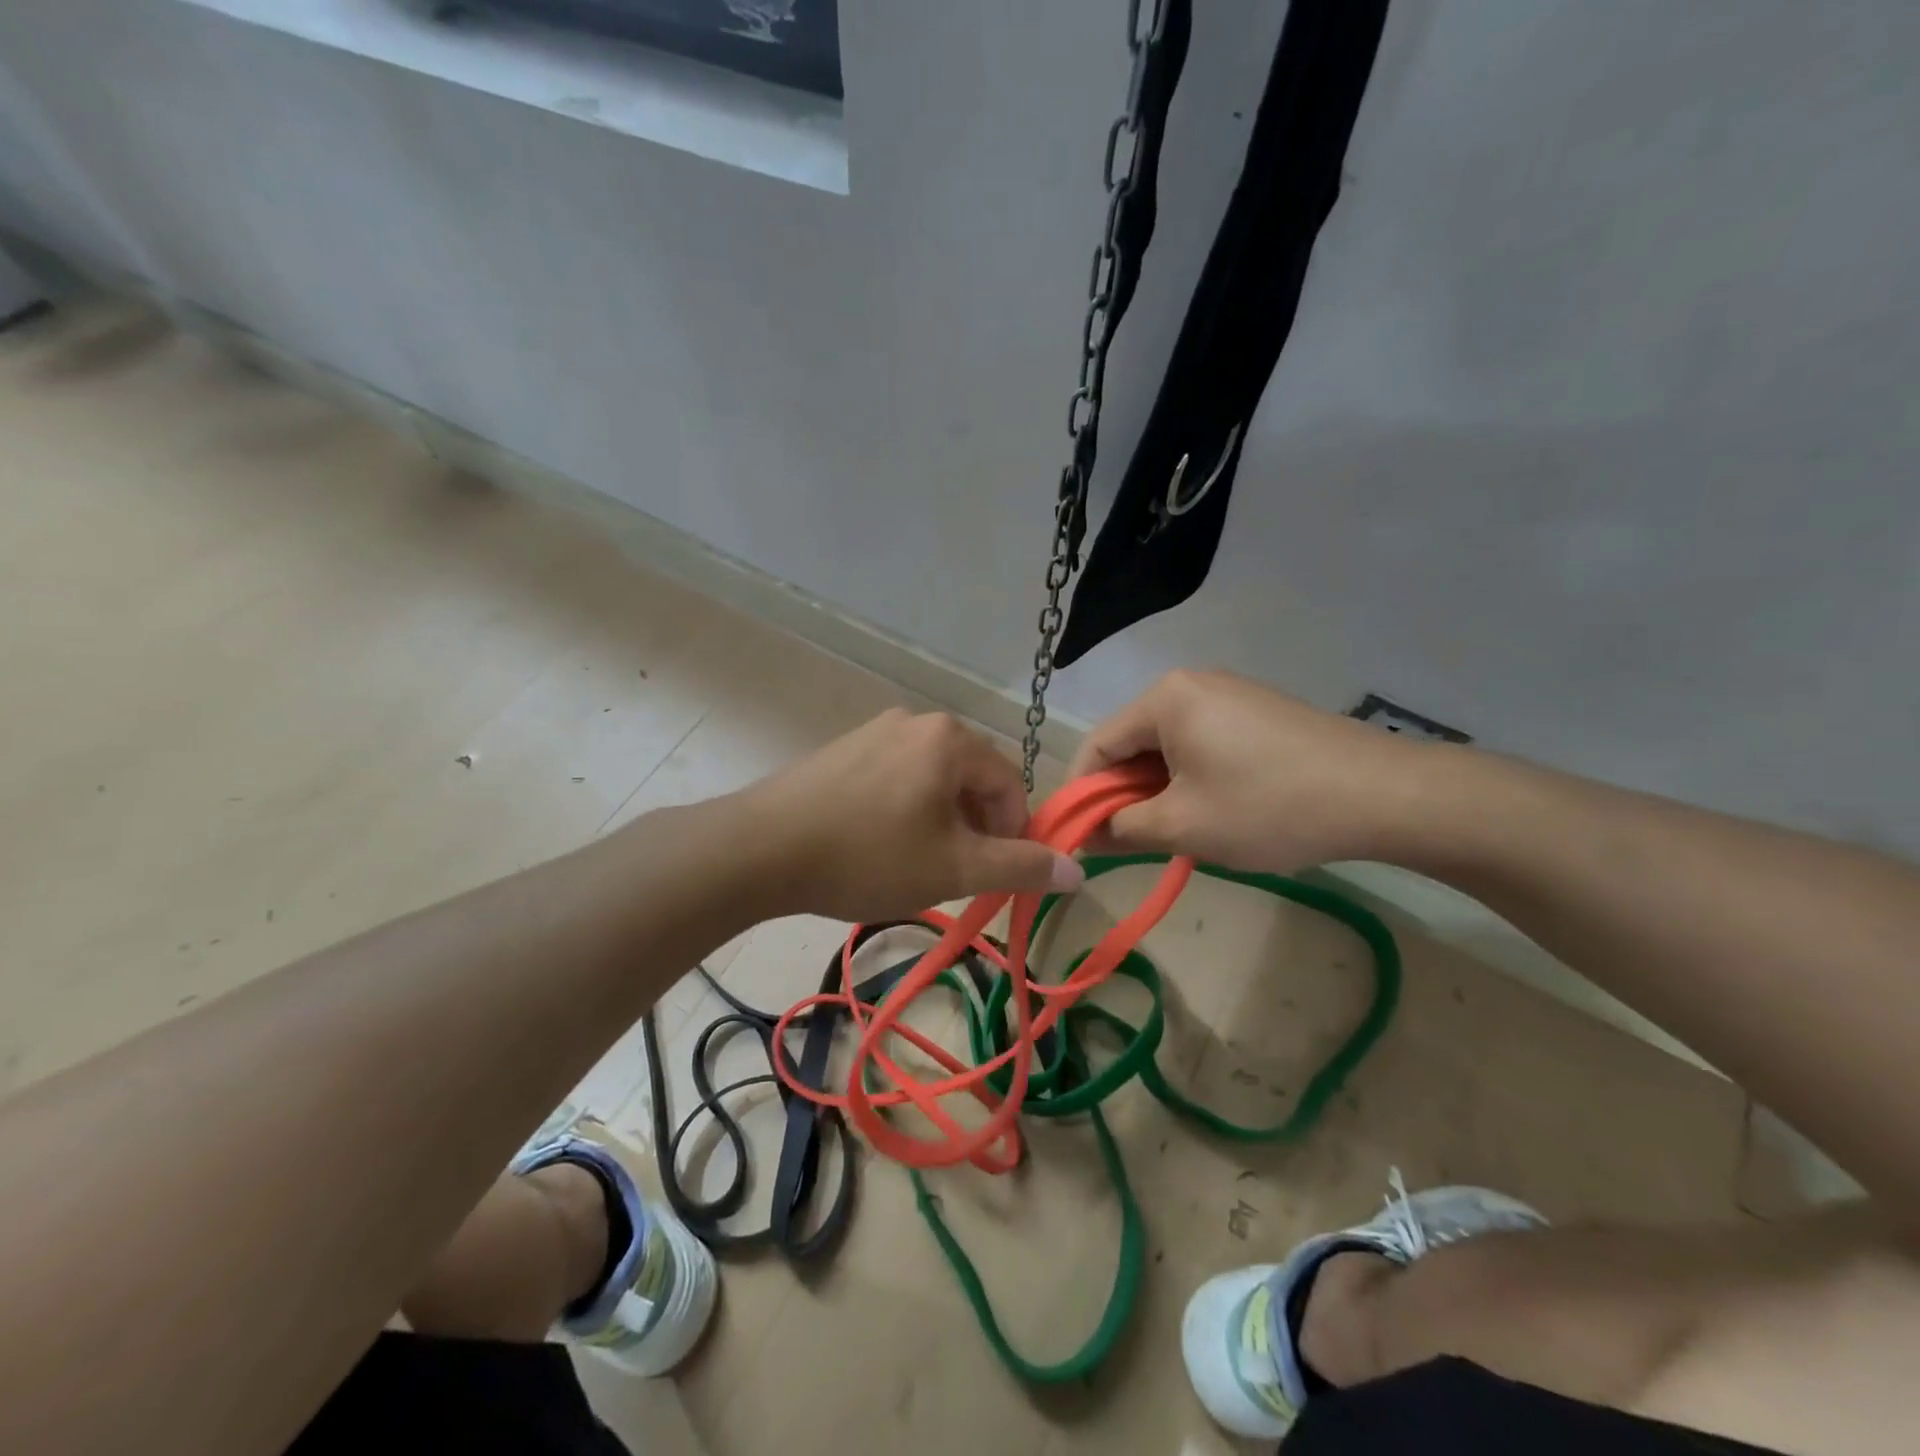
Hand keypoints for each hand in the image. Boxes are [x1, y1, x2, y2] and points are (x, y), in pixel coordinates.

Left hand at [737, 708, 1084, 921]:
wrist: (761, 849)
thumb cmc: (869, 856)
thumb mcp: (954, 868)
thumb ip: (1020, 866)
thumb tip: (1077, 871)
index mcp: (951, 739)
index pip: (1011, 784)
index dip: (1013, 834)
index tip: (990, 875)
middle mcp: (916, 721)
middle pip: (971, 779)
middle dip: (973, 829)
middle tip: (950, 874)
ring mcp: (874, 731)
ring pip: (932, 781)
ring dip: (939, 823)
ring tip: (912, 864)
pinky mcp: (843, 749)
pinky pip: (895, 778)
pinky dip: (903, 811)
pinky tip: (876, 846)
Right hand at [1067, 670, 1439, 872]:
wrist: (1383, 796)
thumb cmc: (1268, 807)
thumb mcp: (1184, 826)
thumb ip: (1122, 827)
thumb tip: (1086, 834)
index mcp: (1165, 698)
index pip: (1097, 745)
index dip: (1080, 793)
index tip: (1076, 836)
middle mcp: (1191, 684)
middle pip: (1132, 743)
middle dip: (1122, 793)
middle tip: (1126, 842)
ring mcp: (1229, 695)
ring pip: (1167, 747)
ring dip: (1156, 790)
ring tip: (1171, 833)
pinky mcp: (1257, 712)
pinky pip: (1200, 744)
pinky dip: (1189, 779)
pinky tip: (1208, 812)